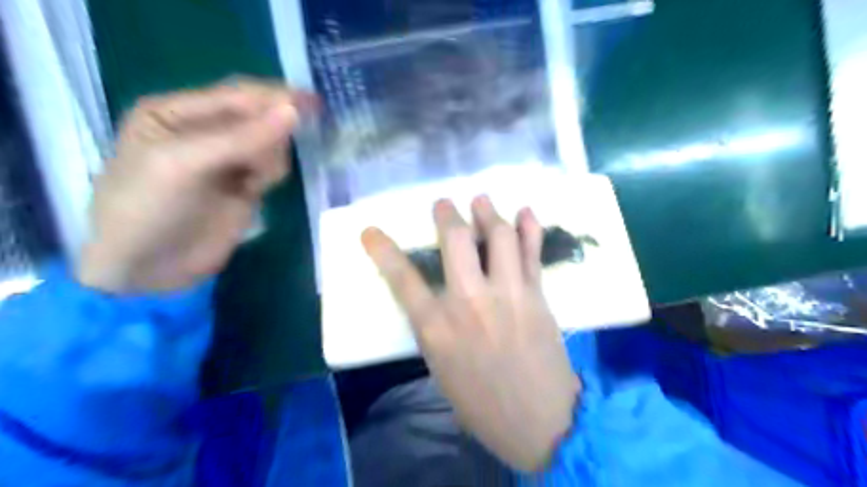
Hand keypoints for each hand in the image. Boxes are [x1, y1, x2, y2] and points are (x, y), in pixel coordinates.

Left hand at [76, 79, 309, 292]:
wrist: (147, 271)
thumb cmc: (148, 210)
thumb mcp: (183, 165)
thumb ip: (240, 138)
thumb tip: (293, 112)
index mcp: (176, 113)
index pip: (236, 95)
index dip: (274, 97)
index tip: (313, 103)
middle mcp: (203, 132)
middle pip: (257, 117)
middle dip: (273, 131)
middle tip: (273, 154)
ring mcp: (226, 161)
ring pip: (270, 143)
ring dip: (271, 156)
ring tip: (252, 182)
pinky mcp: (244, 187)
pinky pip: (271, 168)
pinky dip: (272, 173)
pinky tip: (255, 189)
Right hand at [363, 194, 577, 471]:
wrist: (540, 422)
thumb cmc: (481, 403)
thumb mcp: (440, 368)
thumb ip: (434, 326)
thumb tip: (435, 296)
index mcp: (437, 328)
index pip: (402, 279)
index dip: (383, 250)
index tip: (371, 231)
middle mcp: (470, 302)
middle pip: (455, 240)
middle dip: (447, 214)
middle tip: (444, 205)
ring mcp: (507, 294)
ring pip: (498, 236)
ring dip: (488, 212)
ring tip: (481, 201)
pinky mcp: (536, 295)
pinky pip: (532, 252)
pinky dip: (530, 227)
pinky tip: (525, 212)